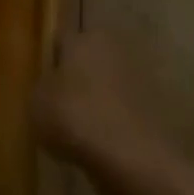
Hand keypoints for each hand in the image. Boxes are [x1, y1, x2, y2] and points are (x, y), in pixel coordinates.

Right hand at [33, 31, 169, 183]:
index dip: (48, 65)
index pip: (59, 42)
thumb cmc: (77, 119)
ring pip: (106, 85)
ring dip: (96, 101)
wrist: (135, 158)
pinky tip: (102, 145)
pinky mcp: (155, 104)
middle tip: (59, 111)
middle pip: (86, 61)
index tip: (40, 90)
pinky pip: (123, 109)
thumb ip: (40, 88)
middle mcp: (114, 46)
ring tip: (80, 134)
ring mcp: (138, 74)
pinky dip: (114, 121)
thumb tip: (48, 87)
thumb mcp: (38, 104)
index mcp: (85, 36)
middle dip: (74, 81)